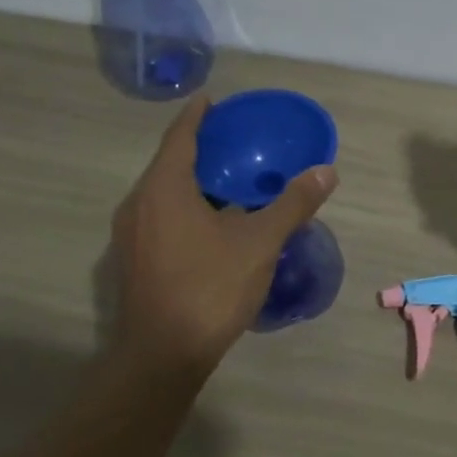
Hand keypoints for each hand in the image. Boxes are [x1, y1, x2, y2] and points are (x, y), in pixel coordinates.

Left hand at [111, 95, 337, 383]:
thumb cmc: (209, 288)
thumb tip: (326, 172)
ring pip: (162, 193)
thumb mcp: (260, 242)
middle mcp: (139, 204)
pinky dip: (184, 207)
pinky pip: (159, 217)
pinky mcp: (133, 260)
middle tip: (233, 141)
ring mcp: (130, 235)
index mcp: (164, 189)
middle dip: (198, 148)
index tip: (212, 100)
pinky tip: (212, 223)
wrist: (162, 356)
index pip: (180, 137)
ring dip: (191, 181)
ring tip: (228, 179)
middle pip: (168, 163)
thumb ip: (293, 203)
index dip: (196, 115)